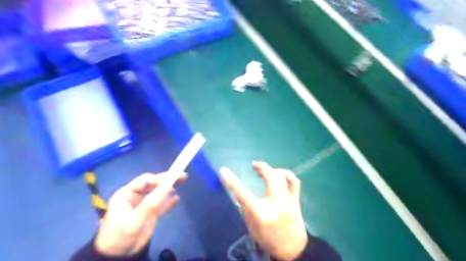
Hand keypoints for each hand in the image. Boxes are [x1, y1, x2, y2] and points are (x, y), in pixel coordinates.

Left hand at [94, 172, 186, 255]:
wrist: (118, 257)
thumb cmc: (122, 237)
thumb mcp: (135, 220)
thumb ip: (151, 203)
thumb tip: (168, 186)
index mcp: (127, 195)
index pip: (145, 180)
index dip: (159, 179)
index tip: (172, 181)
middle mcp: (135, 197)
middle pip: (153, 184)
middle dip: (167, 180)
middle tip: (182, 176)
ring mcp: (143, 205)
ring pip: (158, 192)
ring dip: (169, 188)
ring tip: (182, 182)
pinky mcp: (149, 213)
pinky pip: (160, 203)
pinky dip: (168, 200)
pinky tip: (176, 199)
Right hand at [221, 162, 307, 259]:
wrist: (292, 248)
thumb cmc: (269, 239)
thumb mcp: (251, 227)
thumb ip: (247, 208)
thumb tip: (244, 193)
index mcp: (261, 213)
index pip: (244, 194)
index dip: (232, 182)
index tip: (223, 170)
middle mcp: (276, 203)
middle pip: (270, 178)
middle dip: (261, 167)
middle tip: (254, 165)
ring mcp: (288, 200)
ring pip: (283, 176)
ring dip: (273, 170)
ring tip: (266, 170)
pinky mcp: (296, 199)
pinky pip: (294, 181)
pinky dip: (286, 175)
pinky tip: (280, 175)